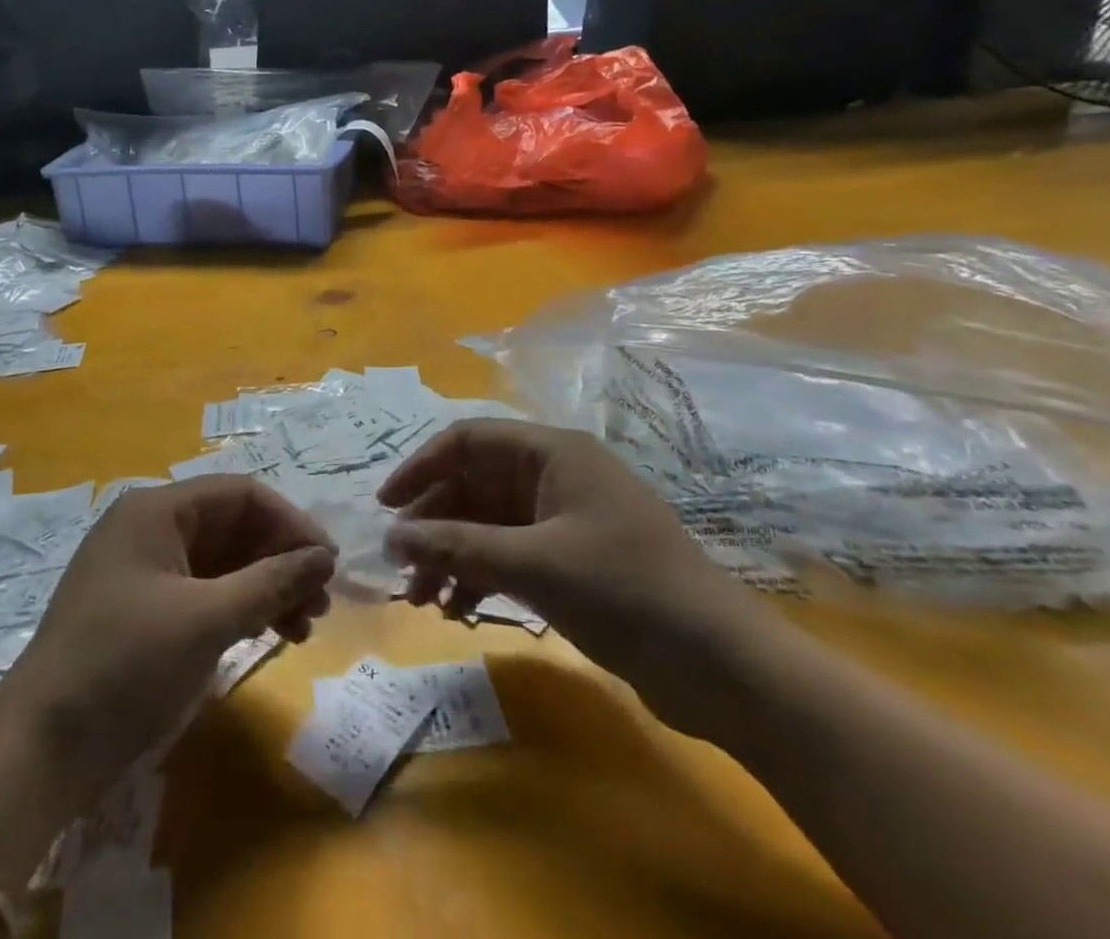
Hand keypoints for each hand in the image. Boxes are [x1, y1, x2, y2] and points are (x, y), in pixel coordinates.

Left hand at [0, 476, 335, 807]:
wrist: (40, 750)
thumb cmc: (126, 665)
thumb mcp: (206, 619)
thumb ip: (271, 582)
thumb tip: (325, 556)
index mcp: (156, 509)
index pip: (240, 495)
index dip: (290, 522)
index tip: (329, 562)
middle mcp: (149, 528)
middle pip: (232, 527)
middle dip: (280, 559)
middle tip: (321, 603)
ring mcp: (143, 571)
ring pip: (221, 562)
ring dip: (265, 588)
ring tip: (303, 627)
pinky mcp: (141, 611)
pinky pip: (202, 592)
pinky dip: (238, 609)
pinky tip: (268, 636)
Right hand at [378, 419, 769, 732]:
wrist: (724, 667)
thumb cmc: (626, 591)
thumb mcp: (533, 564)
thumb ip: (458, 546)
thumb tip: (392, 537)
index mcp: (552, 454)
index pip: (468, 441)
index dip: (421, 468)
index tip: (386, 507)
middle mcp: (554, 477)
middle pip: (473, 485)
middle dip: (433, 525)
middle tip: (402, 569)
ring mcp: (563, 520)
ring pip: (487, 524)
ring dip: (451, 555)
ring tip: (423, 599)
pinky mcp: (571, 561)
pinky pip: (508, 555)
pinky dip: (480, 577)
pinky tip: (459, 610)